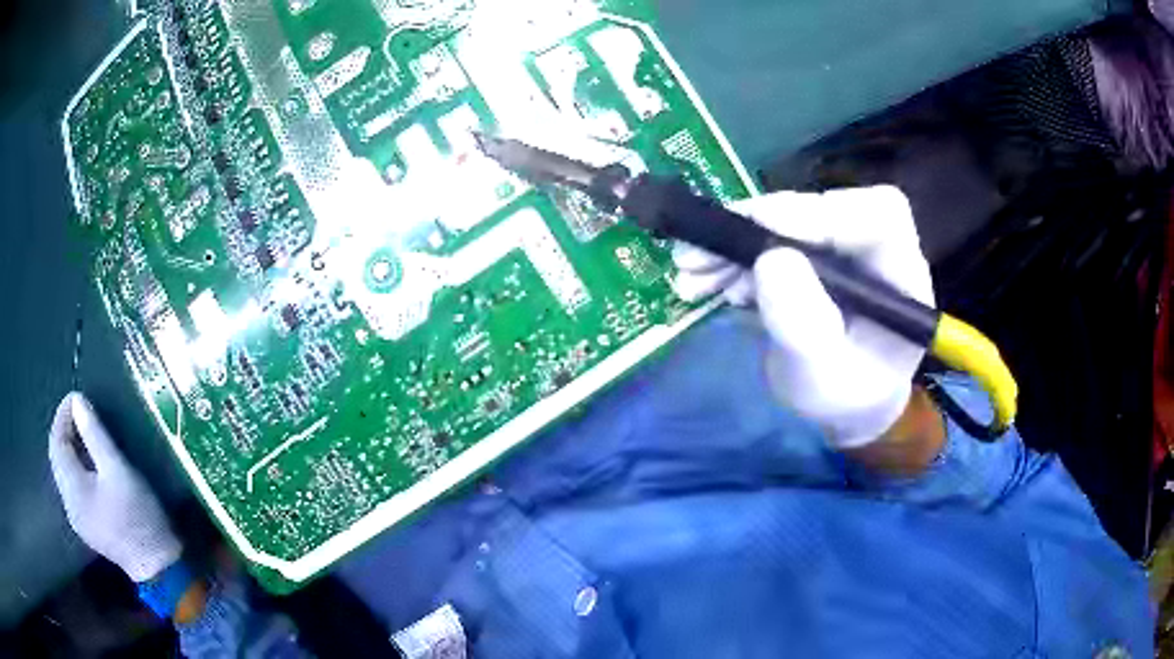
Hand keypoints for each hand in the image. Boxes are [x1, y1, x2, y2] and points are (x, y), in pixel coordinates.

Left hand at [49, 392, 182, 581]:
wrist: (157, 567)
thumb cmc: (137, 515)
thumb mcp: (118, 470)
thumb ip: (94, 434)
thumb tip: (77, 401)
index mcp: (72, 489)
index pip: (57, 442)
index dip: (62, 415)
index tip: (77, 397)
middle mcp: (68, 503)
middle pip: (58, 458)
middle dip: (65, 430)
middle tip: (81, 413)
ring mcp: (77, 518)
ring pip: (64, 473)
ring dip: (70, 449)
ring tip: (85, 434)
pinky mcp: (87, 527)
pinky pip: (73, 488)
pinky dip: (76, 468)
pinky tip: (89, 466)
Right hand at [673, 186, 934, 449]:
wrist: (843, 404)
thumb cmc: (845, 397)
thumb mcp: (824, 377)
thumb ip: (805, 327)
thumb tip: (770, 260)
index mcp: (900, 274)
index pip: (876, 216)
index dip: (821, 213)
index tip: (762, 232)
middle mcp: (874, 248)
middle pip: (822, 207)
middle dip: (758, 227)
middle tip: (701, 256)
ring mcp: (841, 246)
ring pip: (788, 218)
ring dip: (733, 241)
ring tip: (691, 275)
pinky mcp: (813, 251)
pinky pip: (770, 237)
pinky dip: (731, 253)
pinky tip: (704, 279)